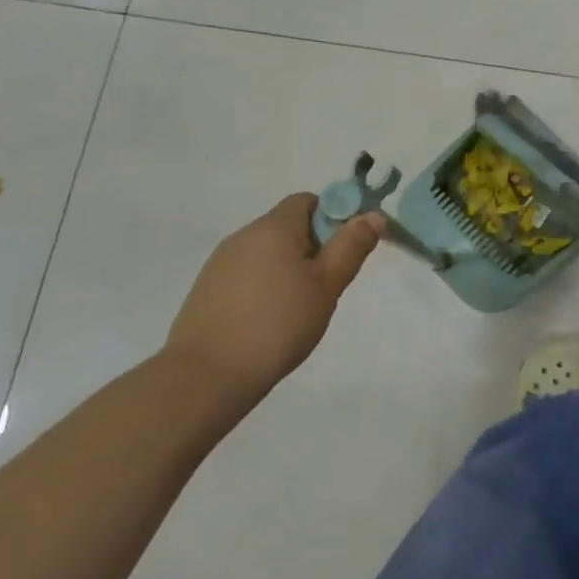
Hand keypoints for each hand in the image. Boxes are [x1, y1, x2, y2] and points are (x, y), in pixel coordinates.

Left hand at [162, 194, 384, 406]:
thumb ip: (351, 246)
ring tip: (300, 307)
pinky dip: (265, 286)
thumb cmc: (277, 324)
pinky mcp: (207, 290)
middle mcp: (244, 236)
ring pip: (268, 252)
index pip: (309, 201)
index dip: (333, 217)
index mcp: (274, 227)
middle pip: (289, 226)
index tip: (345, 251)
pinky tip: (270, 320)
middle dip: (314, 247)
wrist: (205, 377)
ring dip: (289, 268)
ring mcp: (220, 263)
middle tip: (327, 284)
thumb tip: (373, 215)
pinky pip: (248, 273)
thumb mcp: (327, 285)